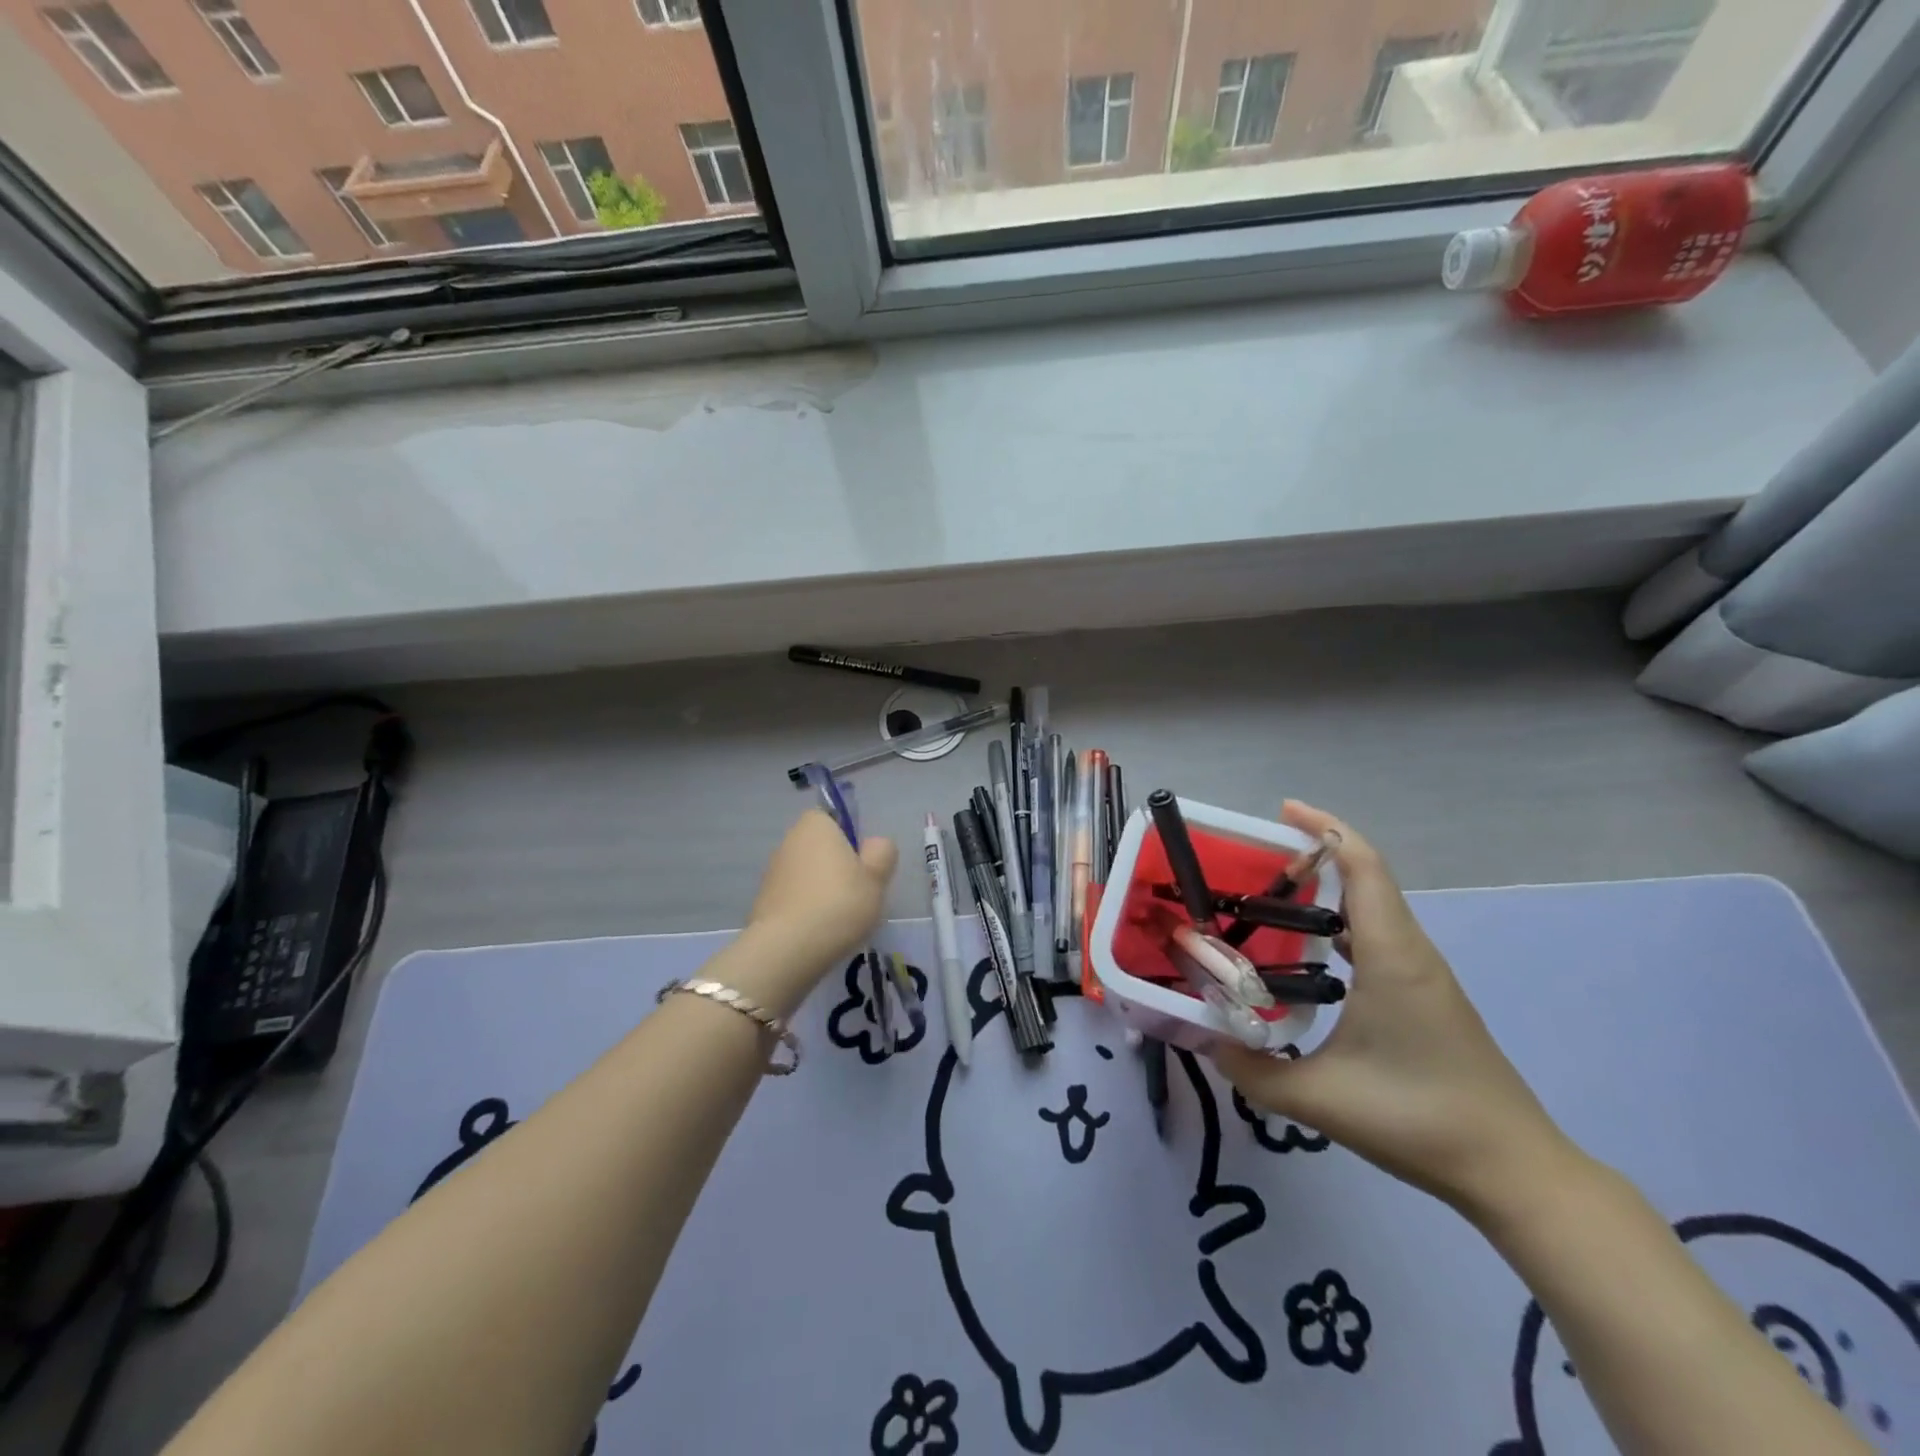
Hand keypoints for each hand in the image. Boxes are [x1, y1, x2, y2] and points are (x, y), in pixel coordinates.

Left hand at [746, 809, 897, 985]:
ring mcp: (772, 871)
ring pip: (807, 873)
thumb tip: (873, 844)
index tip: (863, 866)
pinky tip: (819, 931)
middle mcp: (789, 840)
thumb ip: (882, 853)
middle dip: (837, 866)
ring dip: (821, 889)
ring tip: (840, 918)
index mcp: (815, 824)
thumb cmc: (839, 904)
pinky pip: (794, 897)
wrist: (787, 949)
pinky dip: (806, 909)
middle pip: (821, 847)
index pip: (835, 818)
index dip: (851, 839)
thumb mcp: (876, 878)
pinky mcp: (764, 901)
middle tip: (858, 893)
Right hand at [1213, 802, 1574, 1219]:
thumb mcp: (1321, 1098)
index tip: (1282, 810)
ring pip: (1374, 909)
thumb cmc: (1420, 1120)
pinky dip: (1341, 926)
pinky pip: (1378, 938)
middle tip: (1255, 858)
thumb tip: (1207, 1042)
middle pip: (1367, 878)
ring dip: (1328, 890)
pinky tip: (1308, 955)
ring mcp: (1423, 976)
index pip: (1364, 867)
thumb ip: (1253, 1070)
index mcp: (1391, 956)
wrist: (1514, 1172)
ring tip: (1270, 899)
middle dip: (1315, 853)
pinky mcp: (1425, 999)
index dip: (1325, 828)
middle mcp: (1410, 952)